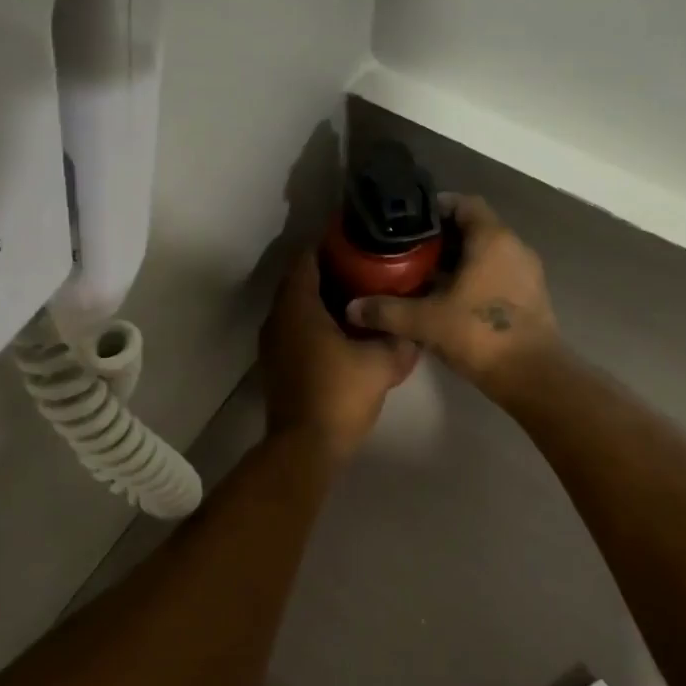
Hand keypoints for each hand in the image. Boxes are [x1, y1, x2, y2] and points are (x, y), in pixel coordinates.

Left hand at [261, 253, 418, 460]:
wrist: (305, 446)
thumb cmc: (340, 395)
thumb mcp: (381, 364)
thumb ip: (399, 340)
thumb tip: (413, 330)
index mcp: (298, 306)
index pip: (307, 259)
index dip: (329, 244)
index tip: (356, 239)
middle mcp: (277, 317)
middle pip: (299, 280)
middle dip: (329, 270)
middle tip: (365, 265)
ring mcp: (272, 342)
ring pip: (295, 306)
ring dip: (321, 298)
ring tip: (358, 294)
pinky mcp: (276, 363)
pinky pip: (294, 328)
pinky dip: (314, 321)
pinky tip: (343, 329)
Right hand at [345, 193, 558, 391]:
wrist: (531, 376)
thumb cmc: (479, 334)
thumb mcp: (425, 321)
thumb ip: (386, 311)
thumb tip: (351, 308)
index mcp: (492, 239)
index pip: (465, 203)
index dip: (437, 207)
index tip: (410, 221)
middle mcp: (514, 247)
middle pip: (475, 228)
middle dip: (442, 238)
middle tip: (409, 251)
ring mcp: (527, 272)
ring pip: (487, 253)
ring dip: (459, 261)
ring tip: (425, 276)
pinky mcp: (531, 297)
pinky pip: (498, 274)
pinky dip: (475, 279)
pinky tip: (449, 299)